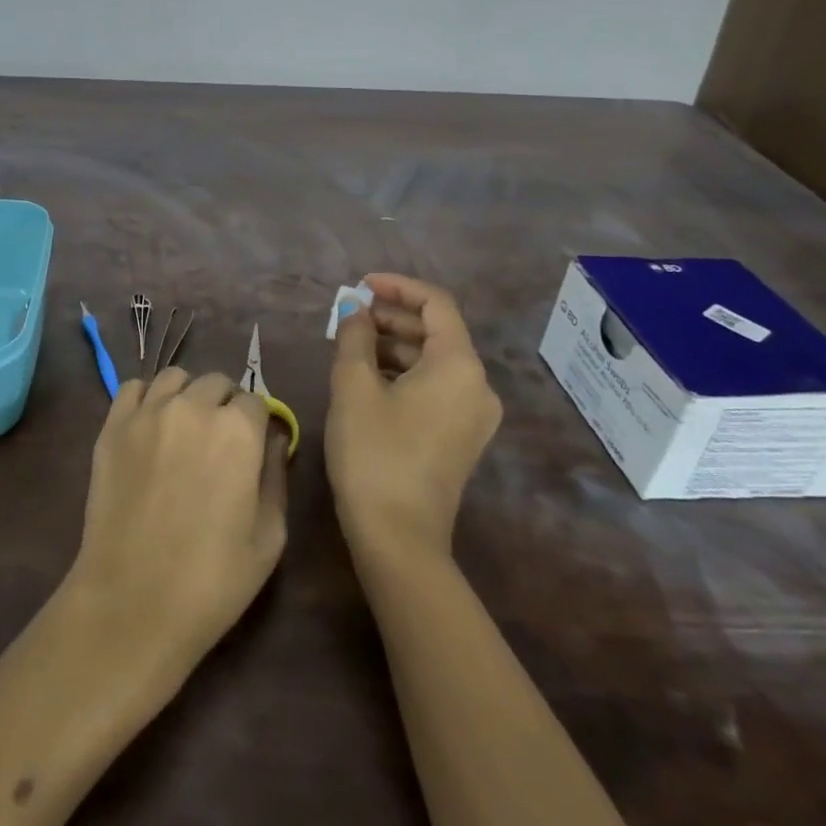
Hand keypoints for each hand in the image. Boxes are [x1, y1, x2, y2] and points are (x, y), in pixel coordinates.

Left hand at [64, 368, 289, 680]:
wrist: (133, 602)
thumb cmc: (212, 579)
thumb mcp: (269, 536)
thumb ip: (276, 476)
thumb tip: (274, 440)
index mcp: (238, 430)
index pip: (255, 401)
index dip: (257, 424)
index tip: (252, 448)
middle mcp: (193, 407)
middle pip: (216, 383)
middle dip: (224, 404)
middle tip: (219, 442)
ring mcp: (148, 413)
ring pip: (175, 378)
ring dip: (187, 395)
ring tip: (184, 429)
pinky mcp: (113, 426)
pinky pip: (133, 388)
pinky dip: (146, 398)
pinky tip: (150, 425)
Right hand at [326, 273, 501, 560]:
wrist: (399, 539)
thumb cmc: (374, 453)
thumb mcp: (353, 386)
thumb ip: (354, 336)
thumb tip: (355, 309)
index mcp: (459, 365)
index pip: (436, 303)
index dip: (397, 287)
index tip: (360, 286)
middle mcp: (478, 385)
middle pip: (437, 331)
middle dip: (391, 317)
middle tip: (348, 317)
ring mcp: (474, 415)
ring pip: (434, 360)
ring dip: (394, 345)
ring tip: (351, 345)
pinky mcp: (462, 437)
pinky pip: (436, 386)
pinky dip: (405, 372)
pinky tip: (369, 378)